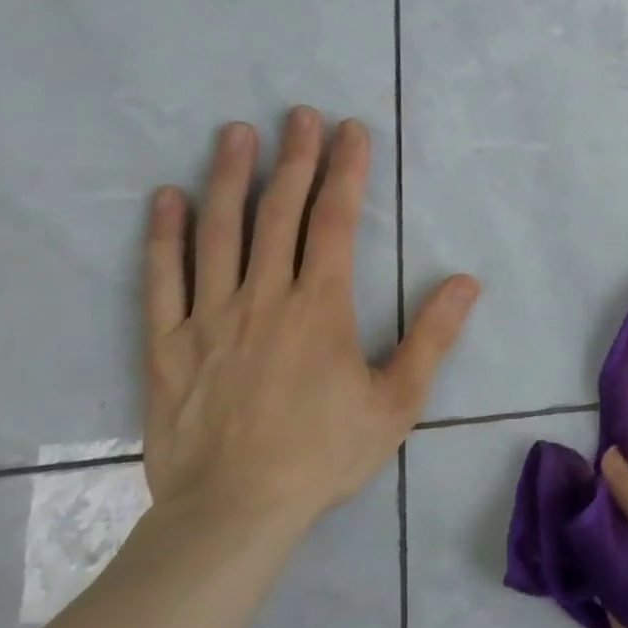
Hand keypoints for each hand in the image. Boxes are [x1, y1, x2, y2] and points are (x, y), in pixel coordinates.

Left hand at [140, 108, 478, 532]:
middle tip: (299, 114)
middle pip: (278, 212)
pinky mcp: (168, 345)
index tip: (350, 129)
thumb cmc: (323, 454)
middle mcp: (264, 297)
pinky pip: (162, 279)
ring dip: (228, 177)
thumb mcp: (397, 401)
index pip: (335, 220)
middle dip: (294, 158)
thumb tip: (465, 281)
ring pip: (218, 232)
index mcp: (320, 306)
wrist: (233, 514)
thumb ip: (432, 336)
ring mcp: (209, 317)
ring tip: (235, 134)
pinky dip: (163, 235)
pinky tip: (166, 198)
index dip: (345, 170)